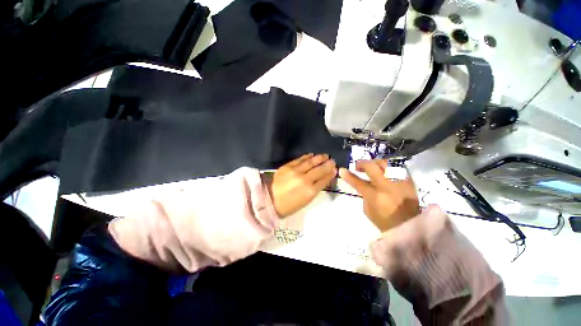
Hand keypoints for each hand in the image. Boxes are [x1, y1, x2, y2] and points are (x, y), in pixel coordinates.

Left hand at [266, 154, 336, 217]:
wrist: (270, 200)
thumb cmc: (289, 205)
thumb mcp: (306, 201)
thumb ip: (316, 188)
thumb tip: (324, 178)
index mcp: (310, 191)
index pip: (324, 179)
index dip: (330, 173)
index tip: (335, 169)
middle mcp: (304, 179)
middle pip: (320, 169)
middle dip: (328, 164)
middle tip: (332, 161)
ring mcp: (295, 171)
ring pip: (311, 162)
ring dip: (319, 158)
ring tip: (325, 156)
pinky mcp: (287, 166)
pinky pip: (299, 159)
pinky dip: (307, 157)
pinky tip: (312, 155)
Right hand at [339, 160, 418, 231]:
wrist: (410, 227)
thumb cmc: (384, 222)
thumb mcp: (368, 210)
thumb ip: (364, 194)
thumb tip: (362, 184)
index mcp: (375, 196)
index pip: (358, 182)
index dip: (348, 175)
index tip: (342, 170)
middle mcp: (387, 186)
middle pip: (372, 166)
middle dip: (361, 163)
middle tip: (357, 166)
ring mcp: (400, 182)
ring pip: (385, 163)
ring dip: (375, 164)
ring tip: (372, 168)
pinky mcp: (409, 182)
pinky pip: (397, 168)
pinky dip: (388, 168)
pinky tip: (384, 172)